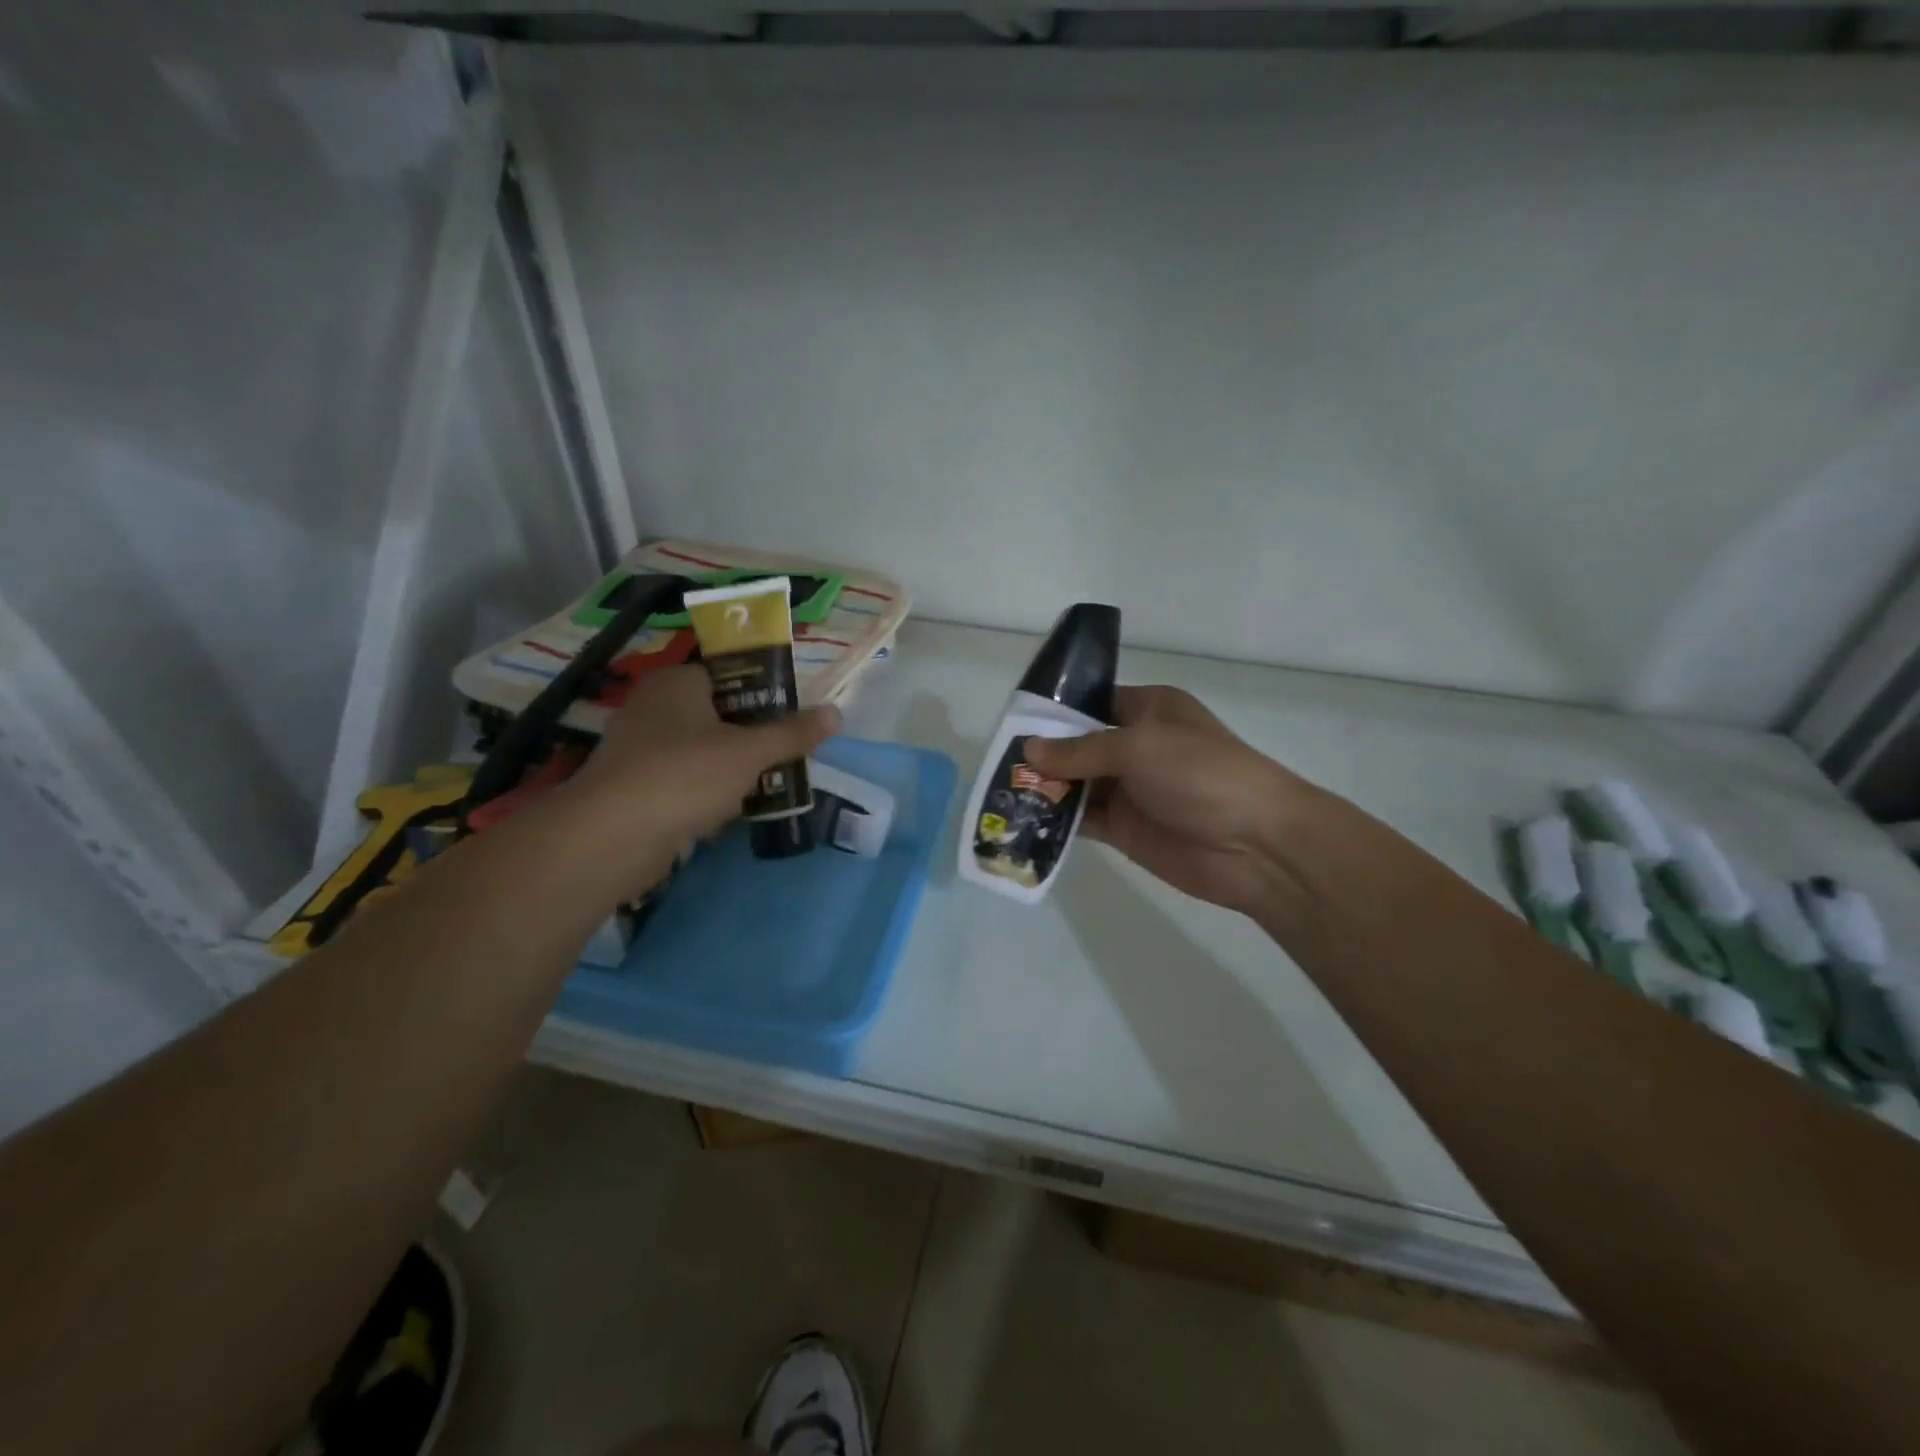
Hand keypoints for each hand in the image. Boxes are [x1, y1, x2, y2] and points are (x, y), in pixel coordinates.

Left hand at [563, 665, 839, 883]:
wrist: (612, 838)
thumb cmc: (684, 776)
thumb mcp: (749, 752)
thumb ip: (793, 734)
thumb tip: (836, 713)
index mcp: (678, 682)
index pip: (730, 675)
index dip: (765, 695)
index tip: (793, 721)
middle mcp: (655, 706)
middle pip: (720, 716)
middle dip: (753, 740)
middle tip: (786, 758)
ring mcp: (641, 748)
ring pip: (703, 752)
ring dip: (733, 771)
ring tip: (766, 789)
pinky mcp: (635, 786)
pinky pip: (684, 781)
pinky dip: (707, 795)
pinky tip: (729, 814)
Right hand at [1023, 686, 1320, 918]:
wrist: (1256, 846)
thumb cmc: (1202, 774)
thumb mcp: (1138, 748)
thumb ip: (1080, 750)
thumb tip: (1027, 750)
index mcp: (1148, 710)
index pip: (1091, 701)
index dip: (1053, 710)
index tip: (1011, 720)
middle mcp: (1135, 746)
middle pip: (1076, 744)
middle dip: (1040, 753)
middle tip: (995, 760)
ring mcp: (1129, 789)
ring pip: (1075, 783)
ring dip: (1043, 787)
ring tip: (999, 790)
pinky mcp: (1124, 828)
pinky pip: (1081, 819)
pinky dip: (1055, 819)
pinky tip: (1021, 819)